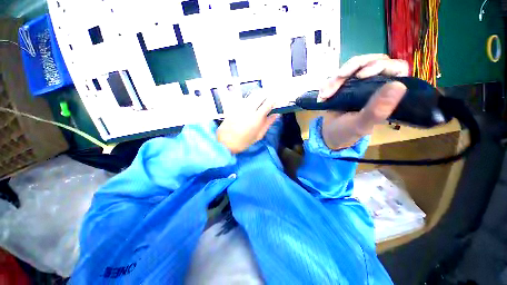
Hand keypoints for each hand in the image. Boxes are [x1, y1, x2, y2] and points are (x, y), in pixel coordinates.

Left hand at [217, 91, 279, 153]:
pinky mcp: (234, 105)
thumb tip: (276, 114)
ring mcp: (240, 105)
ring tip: (261, 103)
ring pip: (253, 94)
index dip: (274, 101)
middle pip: (261, 94)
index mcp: (256, 117)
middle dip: (267, 96)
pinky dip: (251, 99)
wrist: (224, 142)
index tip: (276, 104)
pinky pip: (245, 98)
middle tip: (269, 103)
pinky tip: (251, 106)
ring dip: (259, 96)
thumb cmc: (243, 142)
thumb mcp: (258, 135)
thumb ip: (268, 123)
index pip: (269, 102)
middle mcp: (248, 108)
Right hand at [319, 54, 408, 149]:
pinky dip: (328, 83)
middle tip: (338, 78)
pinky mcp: (346, 83)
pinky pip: (338, 75)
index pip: (395, 68)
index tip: (360, 75)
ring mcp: (360, 82)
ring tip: (324, 95)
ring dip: (336, 79)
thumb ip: (377, 110)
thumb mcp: (361, 124)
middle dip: (352, 68)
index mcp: (388, 93)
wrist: (329, 133)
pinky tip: (322, 96)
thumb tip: (398, 86)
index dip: (380, 65)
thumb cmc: (348, 131)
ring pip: (352, 67)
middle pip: (371, 61)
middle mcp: (377, 84)